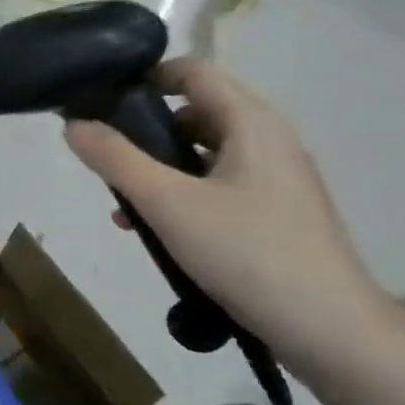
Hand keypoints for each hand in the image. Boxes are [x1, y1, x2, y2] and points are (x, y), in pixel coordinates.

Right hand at [64, 61, 392, 374]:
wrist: (331, 332)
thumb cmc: (247, 253)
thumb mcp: (168, 204)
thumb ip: (116, 160)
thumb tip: (73, 124)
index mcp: (251, 122)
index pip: (193, 72)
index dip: (146, 77)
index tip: (103, 100)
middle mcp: (270, 140)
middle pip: (197, 113)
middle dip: (146, 131)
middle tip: (109, 161)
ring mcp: (278, 179)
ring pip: (205, 154)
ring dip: (162, 169)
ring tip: (126, 206)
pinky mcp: (279, 213)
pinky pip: (221, 186)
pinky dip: (186, 195)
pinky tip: (162, 234)